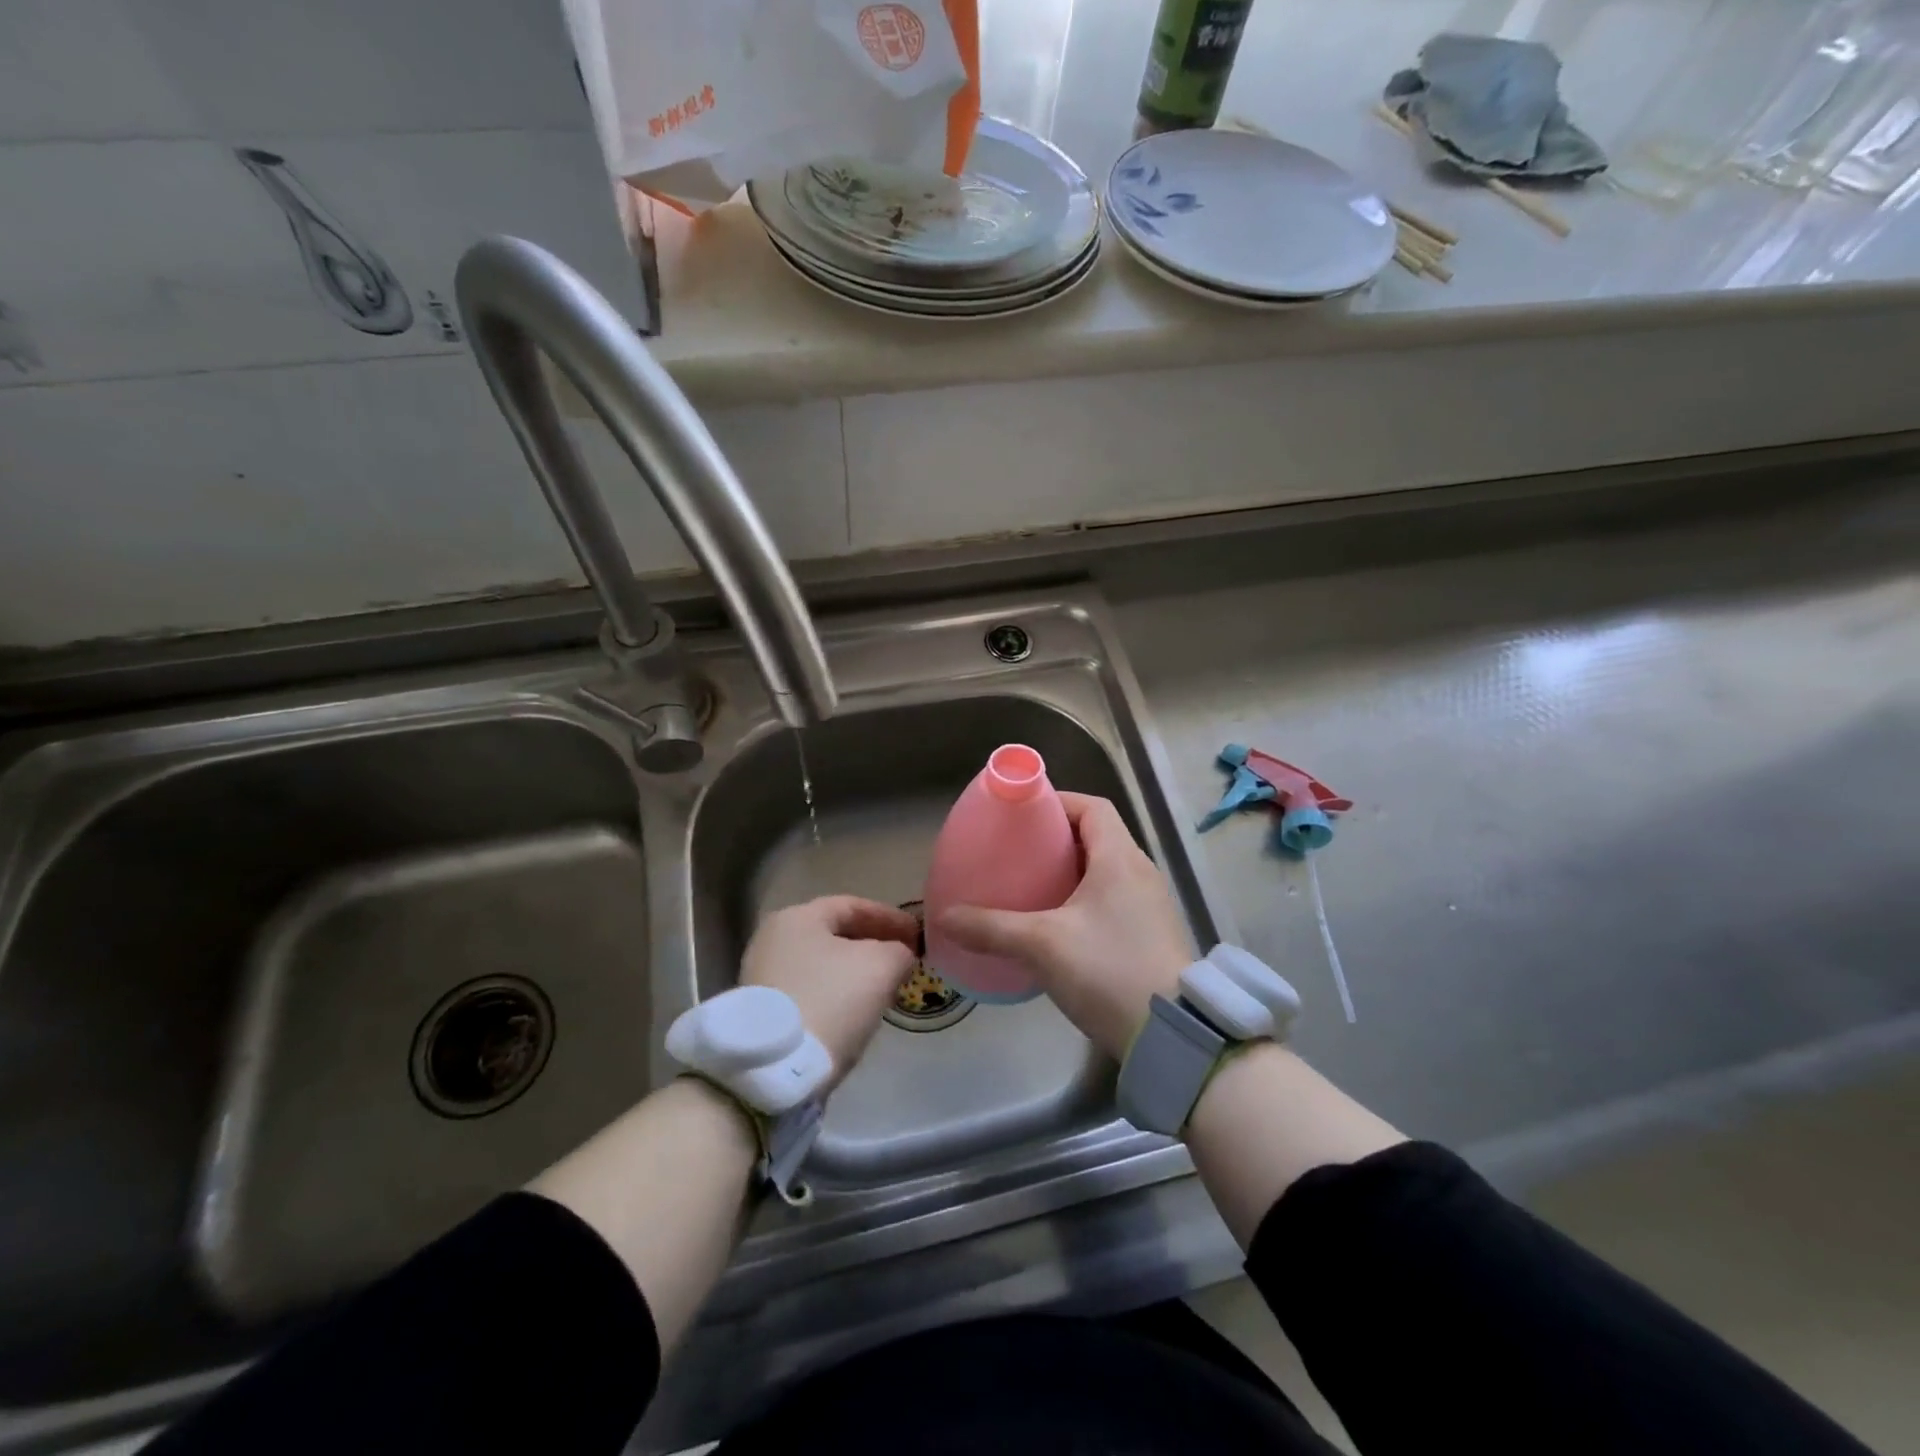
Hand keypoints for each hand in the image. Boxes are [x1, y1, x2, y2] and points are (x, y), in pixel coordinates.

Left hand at [741, 896, 918, 1088]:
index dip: (890, 917)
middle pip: (835, 934)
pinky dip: (836, 993)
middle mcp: (774, 939)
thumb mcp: (881, 966)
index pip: (853, 905)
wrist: (775, 1068)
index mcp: (798, 917)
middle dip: (873, 944)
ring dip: (856, 971)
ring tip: (885, 986)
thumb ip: (898, 951)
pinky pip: (810, 990)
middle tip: (904, 958)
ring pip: (823, 964)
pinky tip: (856, 1010)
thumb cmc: (831, 999)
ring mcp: (763, 976)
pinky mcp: (762, 1011)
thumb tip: (899, 956)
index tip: (917, 934)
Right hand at [937, 793, 1191, 1059]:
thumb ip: (991, 928)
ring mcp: (1150, 905)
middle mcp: (1140, 873)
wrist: (1172, 1036)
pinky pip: (1113, 899)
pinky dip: (1084, 899)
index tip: (1023, 816)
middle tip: (1018, 853)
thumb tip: (944, 917)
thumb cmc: (1107, 970)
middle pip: (1098, 836)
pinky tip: (1057, 926)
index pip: (1092, 807)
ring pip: (1106, 870)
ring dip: (1070, 872)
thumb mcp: (1042, 946)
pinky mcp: (1151, 935)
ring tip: (1031, 887)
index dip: (1058, 803)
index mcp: (1120, 859)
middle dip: (1057, 840)